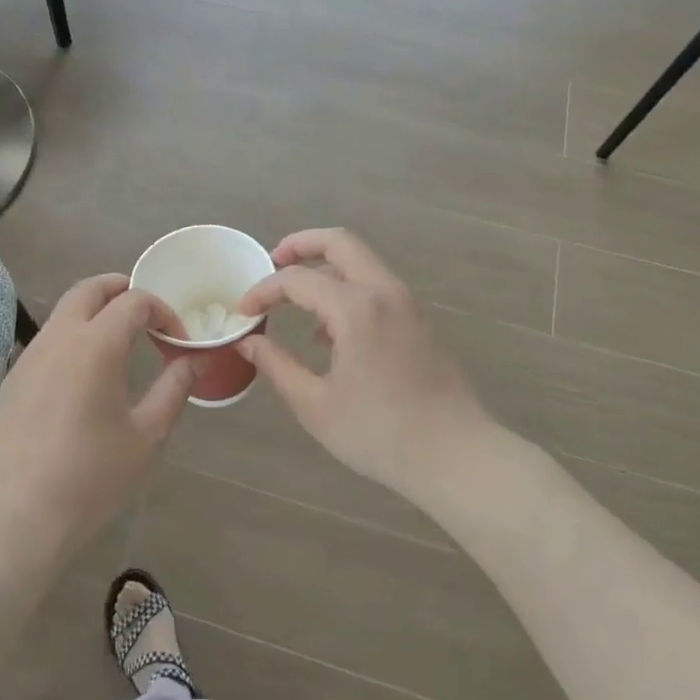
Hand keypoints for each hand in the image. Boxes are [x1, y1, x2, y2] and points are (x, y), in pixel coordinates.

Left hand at [0, 275, 195, 570]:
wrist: (18, 517)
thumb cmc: (91, 478)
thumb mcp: (147, 436)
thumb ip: (174, 389)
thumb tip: (194, 360)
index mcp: (96, 345)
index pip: (134, 302)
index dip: (163, 311)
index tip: (178, 340)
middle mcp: (58, 338)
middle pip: (90, 288)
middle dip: (122, 289)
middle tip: (147, 312)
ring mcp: (29, 356)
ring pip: (64, 311)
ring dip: (95, 311)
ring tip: (120, 340)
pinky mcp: (13, 378)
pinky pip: (47, 340)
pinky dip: (73, 336)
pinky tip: (84, 375)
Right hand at [237, 229, 492, 501]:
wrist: (457, 456)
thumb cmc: (380, 434)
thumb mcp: (316, 405)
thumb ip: (277, 365)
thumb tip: (248, 341)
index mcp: (356, 308)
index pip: (297, 279)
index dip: (264, 290)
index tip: (242, 311)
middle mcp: (384, 292)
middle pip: (339, 242)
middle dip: (301, 244)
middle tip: (272, 261)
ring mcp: (407, 304)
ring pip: (361, 262)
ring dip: (325, 268)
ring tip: (296, 301)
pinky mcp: (419, 321)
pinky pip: (376, 287)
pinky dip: (347, 289)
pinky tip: (329, 333)